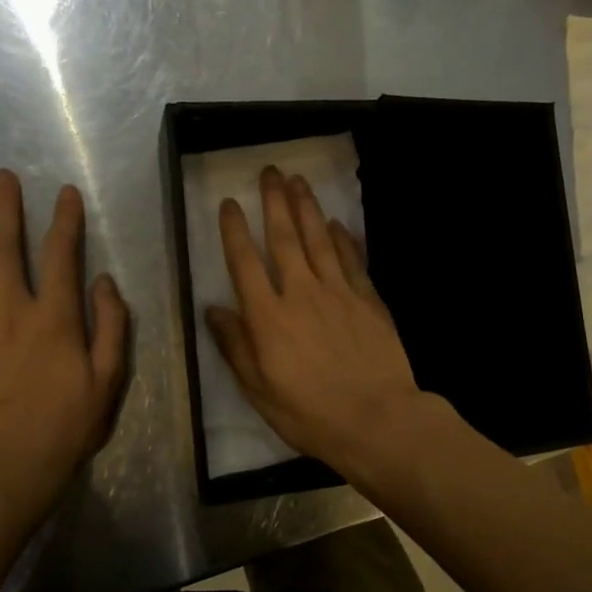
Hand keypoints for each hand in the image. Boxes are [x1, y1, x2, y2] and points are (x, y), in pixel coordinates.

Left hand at [0, 170, 127, 517]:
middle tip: (1, 177)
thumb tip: (103, 281)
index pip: (60, 256)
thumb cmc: (66, 428)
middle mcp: (12, 313)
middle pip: (5, 250)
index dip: (64, 220)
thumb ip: (111, 326)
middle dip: (6, 208)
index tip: (64, 192)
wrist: (5, 470)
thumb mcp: (108, 381)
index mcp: (55, 320)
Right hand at [206, 166, 429, 477]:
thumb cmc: (310, 413)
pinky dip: (342, 239)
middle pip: (285, 238)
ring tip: (298, 181)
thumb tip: (214, 310)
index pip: (245, 263)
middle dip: (275, 202)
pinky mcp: (368, 299)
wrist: (377, 419)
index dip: (236, 230)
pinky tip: (335, 224)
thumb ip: (235, 346)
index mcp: (268, 317)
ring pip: (319, 240)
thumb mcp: (259, 390)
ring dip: (308, 208)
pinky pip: (352, 260)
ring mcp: (339, 292)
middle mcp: (301, 293)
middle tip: (270, 172)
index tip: (230, 203)